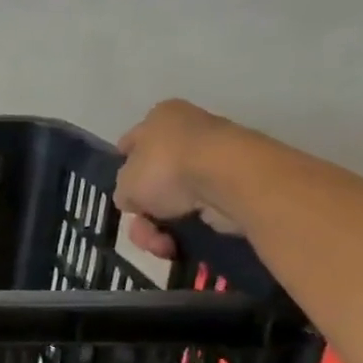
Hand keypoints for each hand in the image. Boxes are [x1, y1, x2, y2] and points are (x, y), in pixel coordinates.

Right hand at [114, 100, 243, 258]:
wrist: (231, 178)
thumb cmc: (167, 168)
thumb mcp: (124, 182)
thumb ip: (124, 191)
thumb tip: (134, 200)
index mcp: (160, 118)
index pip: (131, 143)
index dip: (122, 169)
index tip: (122, 195)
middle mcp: (190, 131)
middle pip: (155, 178)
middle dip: (145, 211)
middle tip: (142, 229)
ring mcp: (217, 158)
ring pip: (178, 198)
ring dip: (162, 227)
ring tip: (162, 245)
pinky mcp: (240, 183)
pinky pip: (203, 208)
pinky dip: (192, 226)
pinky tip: (182, 242)